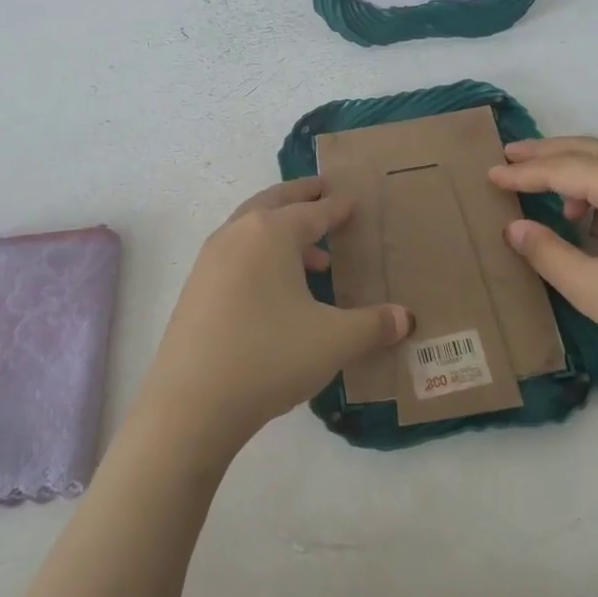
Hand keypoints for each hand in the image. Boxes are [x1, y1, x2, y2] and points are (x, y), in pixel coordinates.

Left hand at [135, 178, 412, 456]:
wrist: (191, 403)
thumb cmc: (270, 356)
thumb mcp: (334, 340)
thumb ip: (374, 325)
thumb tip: (406, 319)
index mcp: (271, 233)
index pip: (313, 211)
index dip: (338, 207)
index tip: (354, 201)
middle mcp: (237, 234)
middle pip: (274, 203)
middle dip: (302, 197)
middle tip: (324, 192)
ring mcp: (210, 260)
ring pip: (251, 229)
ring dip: (282, 232)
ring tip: (316, 259)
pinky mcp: (195, 289)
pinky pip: (236, 255)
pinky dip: (261, 256)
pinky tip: (278, 291)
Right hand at [488, 136, 597, 370]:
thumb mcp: (590, 286)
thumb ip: (546, 251)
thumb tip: (514, 227)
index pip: (563, 169)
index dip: (523, 173)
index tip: (489, 174)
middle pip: (589, 149)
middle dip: (547, 152)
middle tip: (510, 155)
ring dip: (576, 167)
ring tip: (546, 191)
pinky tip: (589, 215)